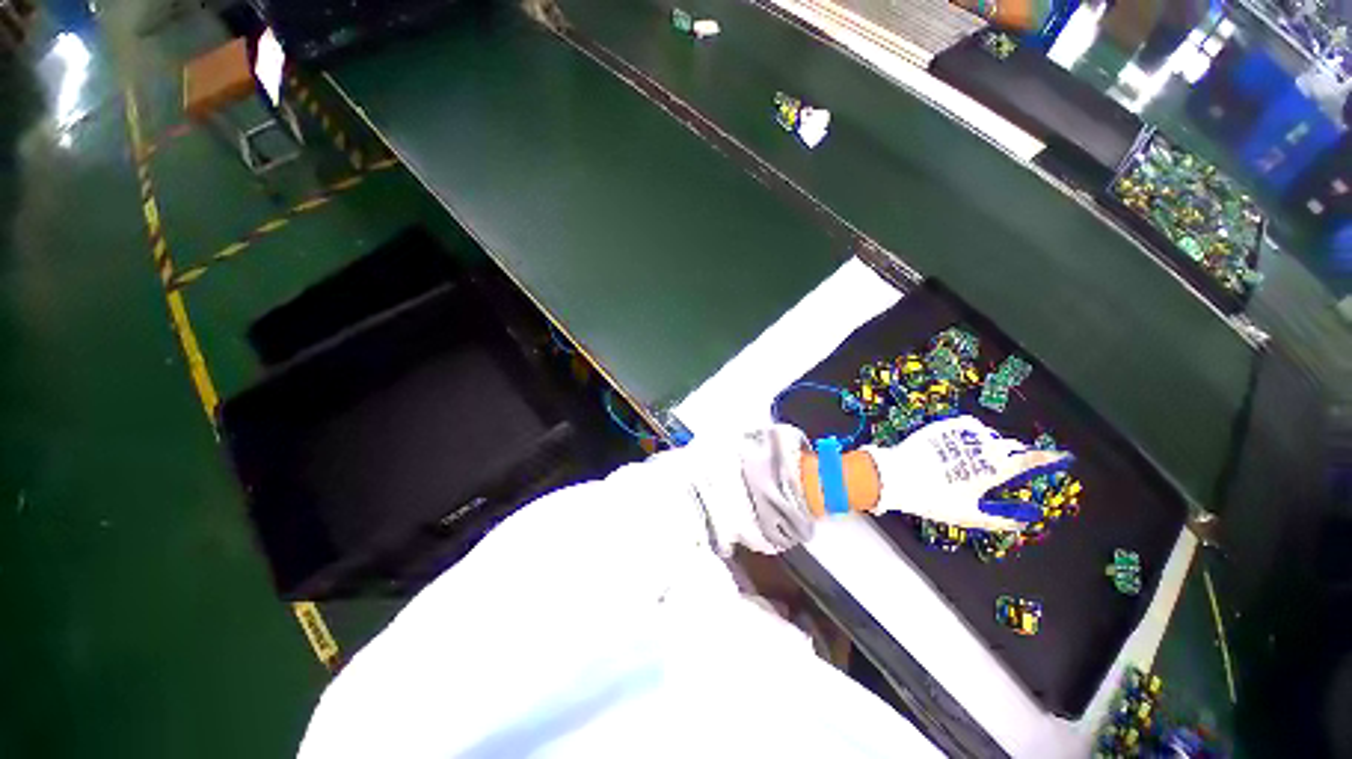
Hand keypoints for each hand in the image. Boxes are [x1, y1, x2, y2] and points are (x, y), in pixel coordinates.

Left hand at [861, 415, 1071, 531]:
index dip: (1048, 458)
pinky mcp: (942, 427)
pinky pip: (966, 426)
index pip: (1030, 460)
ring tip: (979, 458)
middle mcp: (982, 447)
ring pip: (988, 435)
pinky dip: (971, 434)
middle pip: (1010, 446)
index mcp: (994, 469)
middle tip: (1009, 466)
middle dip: (1015, 454)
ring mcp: (960, 434)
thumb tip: (1022, 522)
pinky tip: (963, 444)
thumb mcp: (968, 515)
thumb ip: (999, 520)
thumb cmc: (934, 498)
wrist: (896, 475)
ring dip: (991, 444)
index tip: (1063, 456)